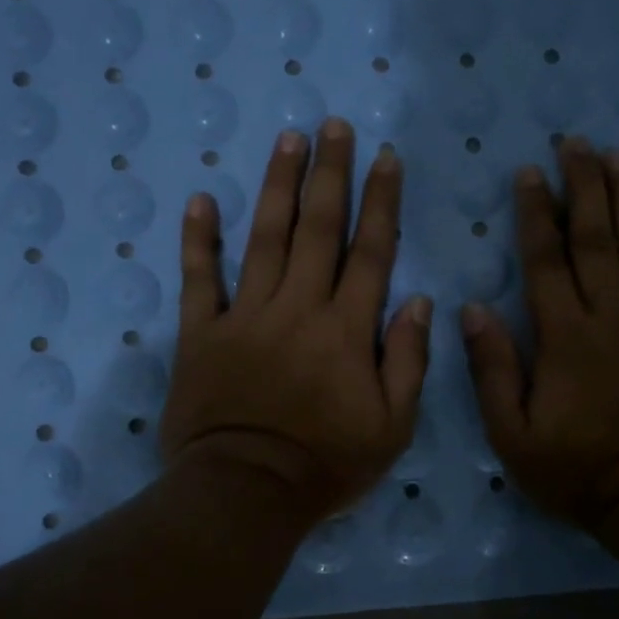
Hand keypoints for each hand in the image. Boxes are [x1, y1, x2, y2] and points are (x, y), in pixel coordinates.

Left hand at [161, 118, 431, 527]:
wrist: (246, 492)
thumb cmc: (326, 465)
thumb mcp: (392, 427)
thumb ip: (408, 362)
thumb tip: (420, 302)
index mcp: (347, 329)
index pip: (371, 252)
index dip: (380, 201)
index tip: (385, 157)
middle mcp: (298, 308)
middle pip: (318, 229)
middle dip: (330, 174)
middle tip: (334, 127)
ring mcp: (245, 316)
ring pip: (265, 239)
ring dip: (277, 187)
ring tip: (287, 140)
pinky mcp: (202, 334)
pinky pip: (200, 280)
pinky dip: (199, 240)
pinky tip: (201, 200)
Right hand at [461, 137, 618, 531]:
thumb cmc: (575, 470)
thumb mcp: (511, 432)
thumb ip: (492, 368)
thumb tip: (472, 309)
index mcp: (564, 337)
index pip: (546, 261)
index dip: (536, 213)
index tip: (529, 172)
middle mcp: (612, 318)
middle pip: (597, 241)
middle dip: (584, 187)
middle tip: (577, 142)